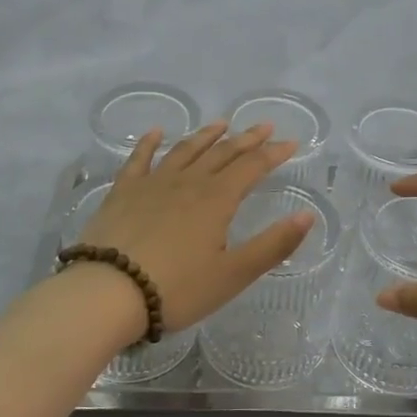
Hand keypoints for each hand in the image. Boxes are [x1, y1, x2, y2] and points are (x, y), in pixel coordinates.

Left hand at [77, 122, 315, 332]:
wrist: (108, 292)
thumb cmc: (177, 289)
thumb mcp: (233, 274)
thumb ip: (273, 245)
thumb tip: (307, 215)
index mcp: (217, 200)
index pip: (252, 167)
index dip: (273, 153)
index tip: (290, 143)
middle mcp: (188, 182)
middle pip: (222, 153)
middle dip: (246, 139)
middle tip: (263, 126)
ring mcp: (152, 184)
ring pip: (185, 150)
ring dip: (205, 136)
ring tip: (221, 124)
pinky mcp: (123, 192)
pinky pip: (139, 159)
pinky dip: (150, 143)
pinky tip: (156, 132)